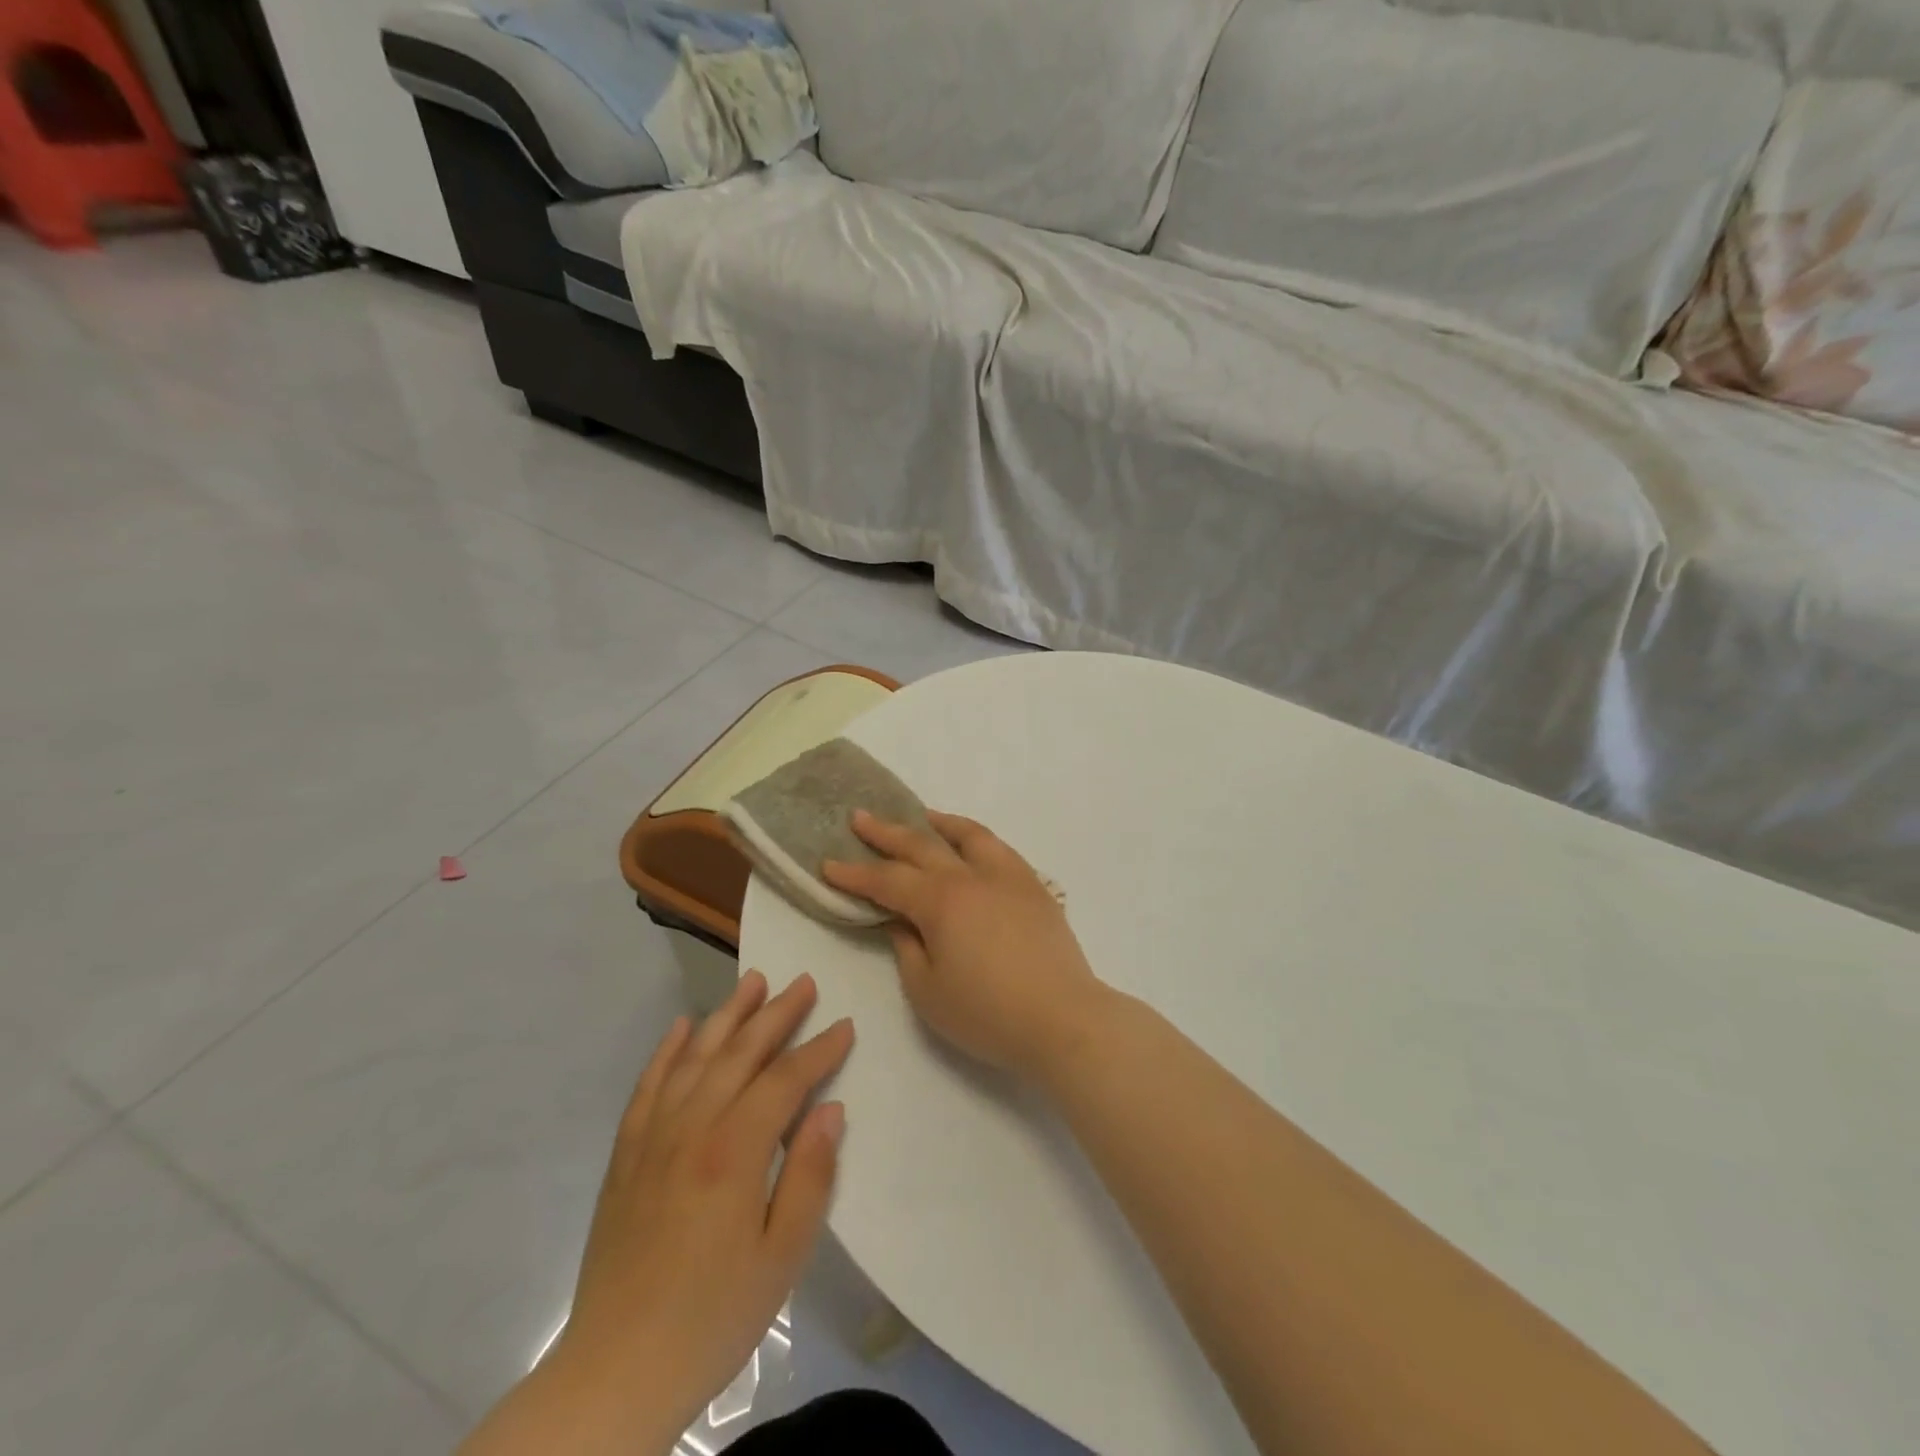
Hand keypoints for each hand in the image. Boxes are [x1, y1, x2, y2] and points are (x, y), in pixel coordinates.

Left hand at [556, 971, 852, 1442]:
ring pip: (695, 1057)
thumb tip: (829, 1109)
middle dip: (776, 1014)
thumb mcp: (782, 1256)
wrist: (615, 1372)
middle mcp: (692, 1128)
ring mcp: (653, 1137)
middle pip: (740, 1053)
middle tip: (804, 982)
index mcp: (734, 1151)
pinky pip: (648, 1086)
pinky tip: (682, 1027)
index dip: (819, 1050)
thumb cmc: (714, 1316)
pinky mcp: (626, 1155)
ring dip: (727, 1016)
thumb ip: (809, 1175)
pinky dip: (667, 1050)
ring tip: (752, 982)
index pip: (785, 1080)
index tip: (845, 1026)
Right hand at [823, 811, 1106, 1079]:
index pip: (887, 880)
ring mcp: (1007, 876)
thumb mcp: (928, 991)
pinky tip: (971, 845)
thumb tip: (901, 919)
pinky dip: (975, 837)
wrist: (1063, 1019)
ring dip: (937, 823)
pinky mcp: (1033, 886)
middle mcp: (972, 876)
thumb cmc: (988, 1014)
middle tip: (860, 818)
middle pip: (922, 845)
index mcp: (940, 902)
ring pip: (968, 834)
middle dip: (886, 832)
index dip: (855, 873)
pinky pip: (998, 848)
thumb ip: (907, 948)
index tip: (828, 862)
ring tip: (920, 816)